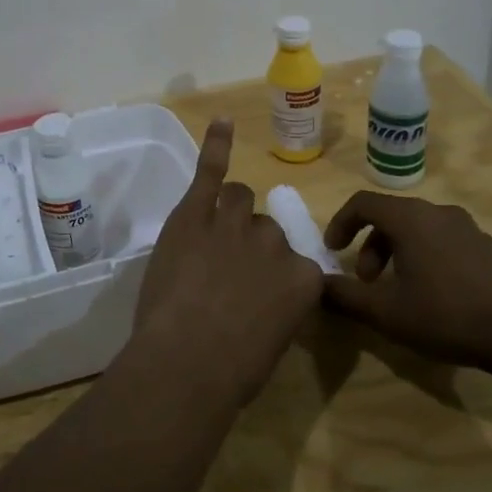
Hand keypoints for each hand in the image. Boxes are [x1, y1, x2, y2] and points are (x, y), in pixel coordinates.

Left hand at [132, 120, 323, 408]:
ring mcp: (234, 222)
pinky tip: (222, 122)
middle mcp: (275, 242)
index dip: (270, 278)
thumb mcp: (273, 342)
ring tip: (207, 237)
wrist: (188, 359)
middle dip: (247, 247)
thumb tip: (264, 299)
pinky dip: (217, 144)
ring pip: (238, 199)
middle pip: (265, 228)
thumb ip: (276, 307)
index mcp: (303, 279)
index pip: (294, 263)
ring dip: (227, 212)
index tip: (254, 297)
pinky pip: (211, 170)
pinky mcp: (196, 212)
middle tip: (221, 277)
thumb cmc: (233, 369)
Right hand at [321, 192, 491, 377]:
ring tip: (397, 291)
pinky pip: (442, 241)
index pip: (362, 203)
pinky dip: (424, 257)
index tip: (332, 251)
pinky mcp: (488, 247)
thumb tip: (317, 285)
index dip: (340, 223)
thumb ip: (346, 297)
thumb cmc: (447, 316)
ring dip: (396, 253)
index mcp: (410, 218)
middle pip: (391, 217)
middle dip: (369, 246)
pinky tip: (433, 296)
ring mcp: (467, 228)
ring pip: (418, 229)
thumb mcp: (386, 313)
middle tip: (365, 281)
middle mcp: (437, 212)